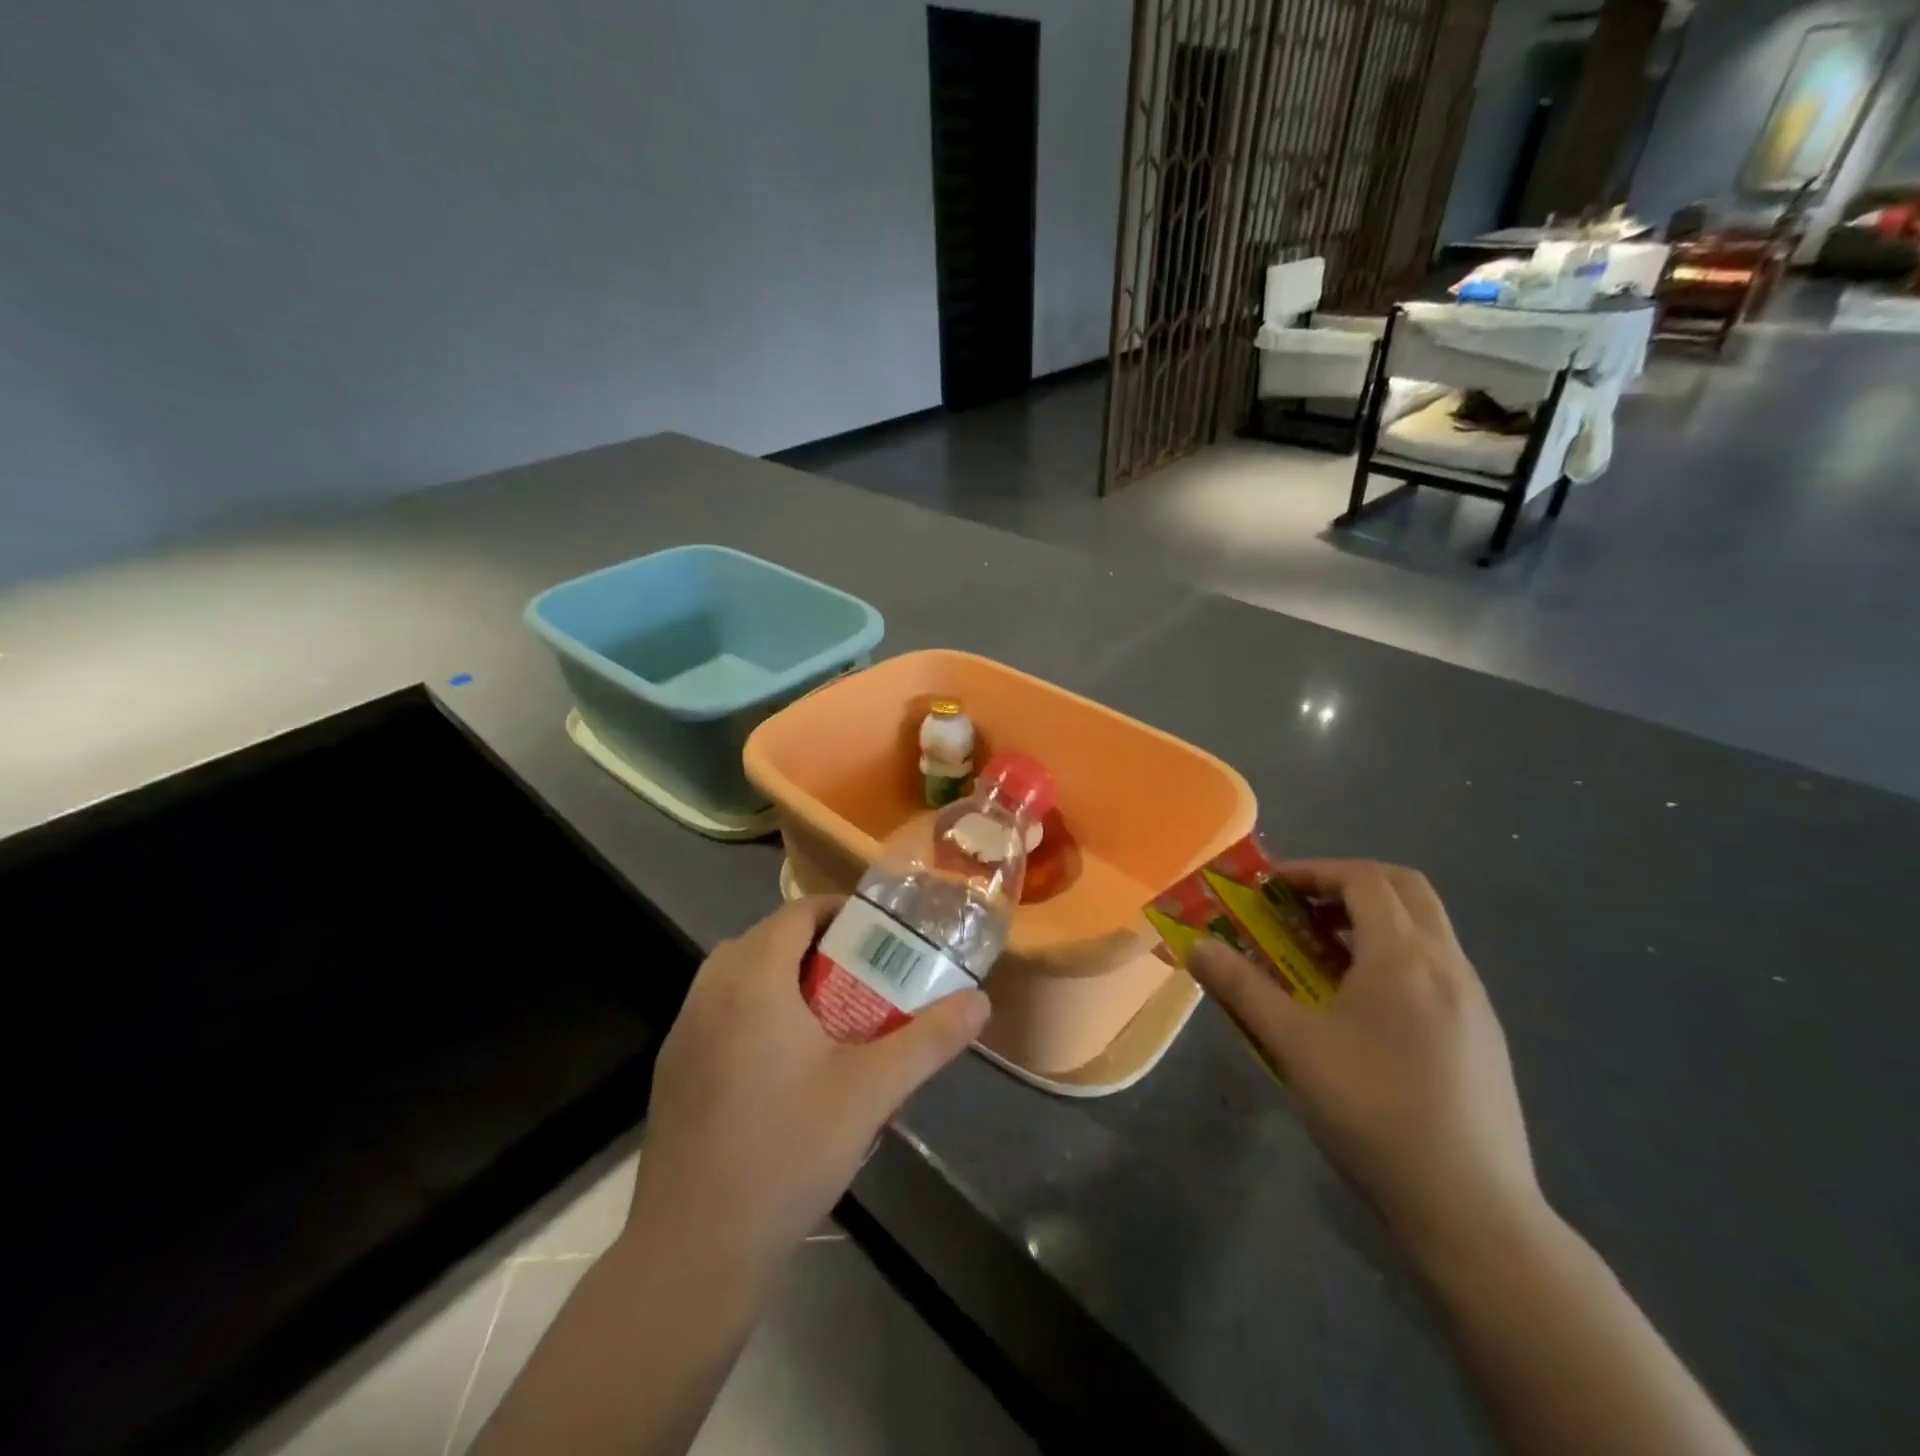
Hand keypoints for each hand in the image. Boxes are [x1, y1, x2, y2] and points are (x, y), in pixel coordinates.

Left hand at [626, 897, 989, 1274]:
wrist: (693, 1249)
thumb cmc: (787, 1150)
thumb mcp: (872, 1091)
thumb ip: (929, 1040)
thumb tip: (980, 1002)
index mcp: (753, 977)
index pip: (798, 912)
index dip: (841, 912)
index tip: (881, 933)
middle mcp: (710, 990)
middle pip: (769, 940)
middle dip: (819, 946)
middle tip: (865, 974)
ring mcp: (684, 1030)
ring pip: (741, 977)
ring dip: (785, 979)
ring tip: (832, 1015)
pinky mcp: (673, 1069)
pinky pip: (722, 1012)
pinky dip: (756, 1012)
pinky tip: (786, 1065)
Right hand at [1186, 860, 1543, 1261]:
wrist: (1470, 1209)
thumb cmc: (1372, 1111)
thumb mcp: (1293, 1045)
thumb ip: (1241, 987)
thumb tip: (1197, 947)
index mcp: (1403, 957)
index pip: (1364, 879)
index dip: (1314, 871)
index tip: (1271, 887)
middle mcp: (1447, 965)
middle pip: (1405, 889)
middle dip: (1349, 883)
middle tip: (1302, 907)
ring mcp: (1474, 1001)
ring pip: (1426, 928)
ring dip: (1374, 920)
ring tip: (1323, 954)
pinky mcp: (1484, 1036)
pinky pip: (1437, 966)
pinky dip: (1396, 955)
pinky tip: (1364, 1006)